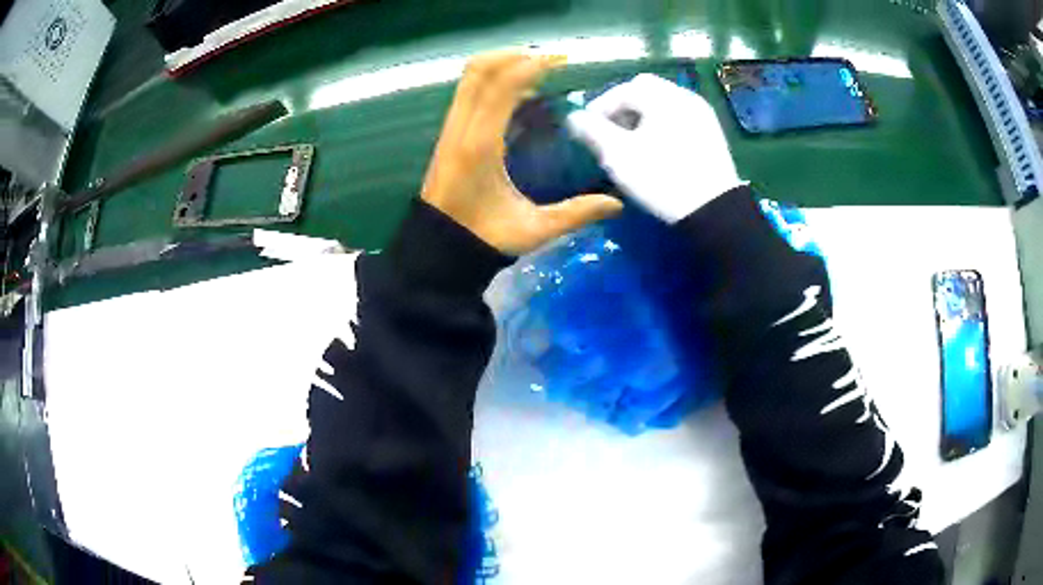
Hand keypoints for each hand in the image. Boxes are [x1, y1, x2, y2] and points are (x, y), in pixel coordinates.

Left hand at [422, 52, 622, 255]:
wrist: (437, 250)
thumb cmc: (482, 240)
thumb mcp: (533, 230)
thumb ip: (575, 214)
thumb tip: (616, 204)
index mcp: (480, 146)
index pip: (502, 88)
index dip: (531, 66)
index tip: (561, 60)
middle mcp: (461, 129)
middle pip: (479, 71)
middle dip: (514, 56)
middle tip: (549, 60)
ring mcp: (451, 129)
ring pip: (469, 78)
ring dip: (502, 65)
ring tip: (537, 70)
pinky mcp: (449, 134)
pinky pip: (468, 92)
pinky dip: (492, 81)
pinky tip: (518, 93)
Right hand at [566, 73, 742, 223]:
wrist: (714, 210)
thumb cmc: (661, 178)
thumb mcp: (618, 155)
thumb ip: (592, 131)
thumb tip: (573, 117)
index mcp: (661, 96)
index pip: (622, 90)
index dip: (600, 107)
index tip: (588, 129)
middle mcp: (684, 95)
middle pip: (645, 90)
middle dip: (623, 107)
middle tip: (611, 131)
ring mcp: (702, 113)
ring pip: (664, 102)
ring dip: (643, 114)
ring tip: (633, 140)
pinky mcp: (712, 132)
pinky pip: (680, 116)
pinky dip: (663, 123)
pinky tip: (658, 147)